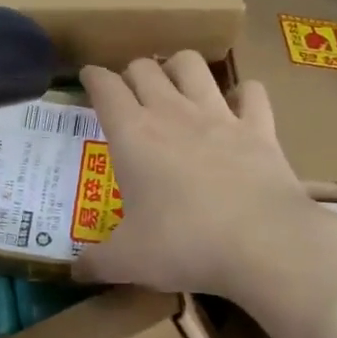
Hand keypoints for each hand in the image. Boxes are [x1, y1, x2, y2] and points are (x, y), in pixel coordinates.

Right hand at [76, 52, 320, 296]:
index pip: (105, 87)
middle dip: (131, 73)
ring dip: (178, 68)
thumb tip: (75, 272)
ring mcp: (219, 115)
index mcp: (133, 135)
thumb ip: (96, 263)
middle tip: (129, 94)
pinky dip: (243, 94)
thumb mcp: (127, 261)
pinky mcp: (259, 128)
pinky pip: (252, 92)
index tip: (88, 78)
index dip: (92, 77)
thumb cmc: (183, 245)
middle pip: (145, 67)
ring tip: (175, 85)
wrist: (261, 242)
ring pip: (192, 65)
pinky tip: (237, 106)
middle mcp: (172, 113)